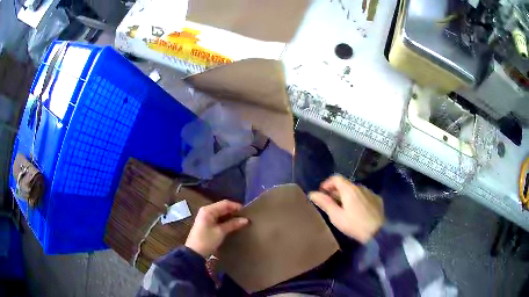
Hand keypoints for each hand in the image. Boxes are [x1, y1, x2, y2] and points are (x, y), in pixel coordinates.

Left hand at [185, 200, 248, 257]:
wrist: (194, 252)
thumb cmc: (207, 240)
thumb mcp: (220, 232)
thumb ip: (232, 224)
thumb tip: (245, 220)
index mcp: (208, 210)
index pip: (225, 204)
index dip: (236, 206)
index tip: (247, 212)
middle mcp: (206, 211)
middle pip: (222, 207)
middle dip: (233, 211)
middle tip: (245, 217)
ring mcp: (205, 217)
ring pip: (221, 213)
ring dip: (230, 216)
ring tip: (241, 221)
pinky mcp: (206, 223)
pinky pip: (218, 218)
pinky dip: (225, 220)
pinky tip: (232, 225)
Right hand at [309, 175, 383, 243]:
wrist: (378, 232)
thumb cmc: (354, 224)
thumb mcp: (336, 216)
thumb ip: (325, 203)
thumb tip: (312, 193)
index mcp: (349, 189)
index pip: (336, 178)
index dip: (327, 183)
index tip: (322, 193)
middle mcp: (360, 187)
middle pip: (346, 184)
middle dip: (336, 192)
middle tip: (331, 204)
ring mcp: (370, 192)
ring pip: (356, 190)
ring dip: (348, 196)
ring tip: (344, 209)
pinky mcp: (377, 199)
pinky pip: (365, 196)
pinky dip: (358, 200)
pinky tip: (358, 211)